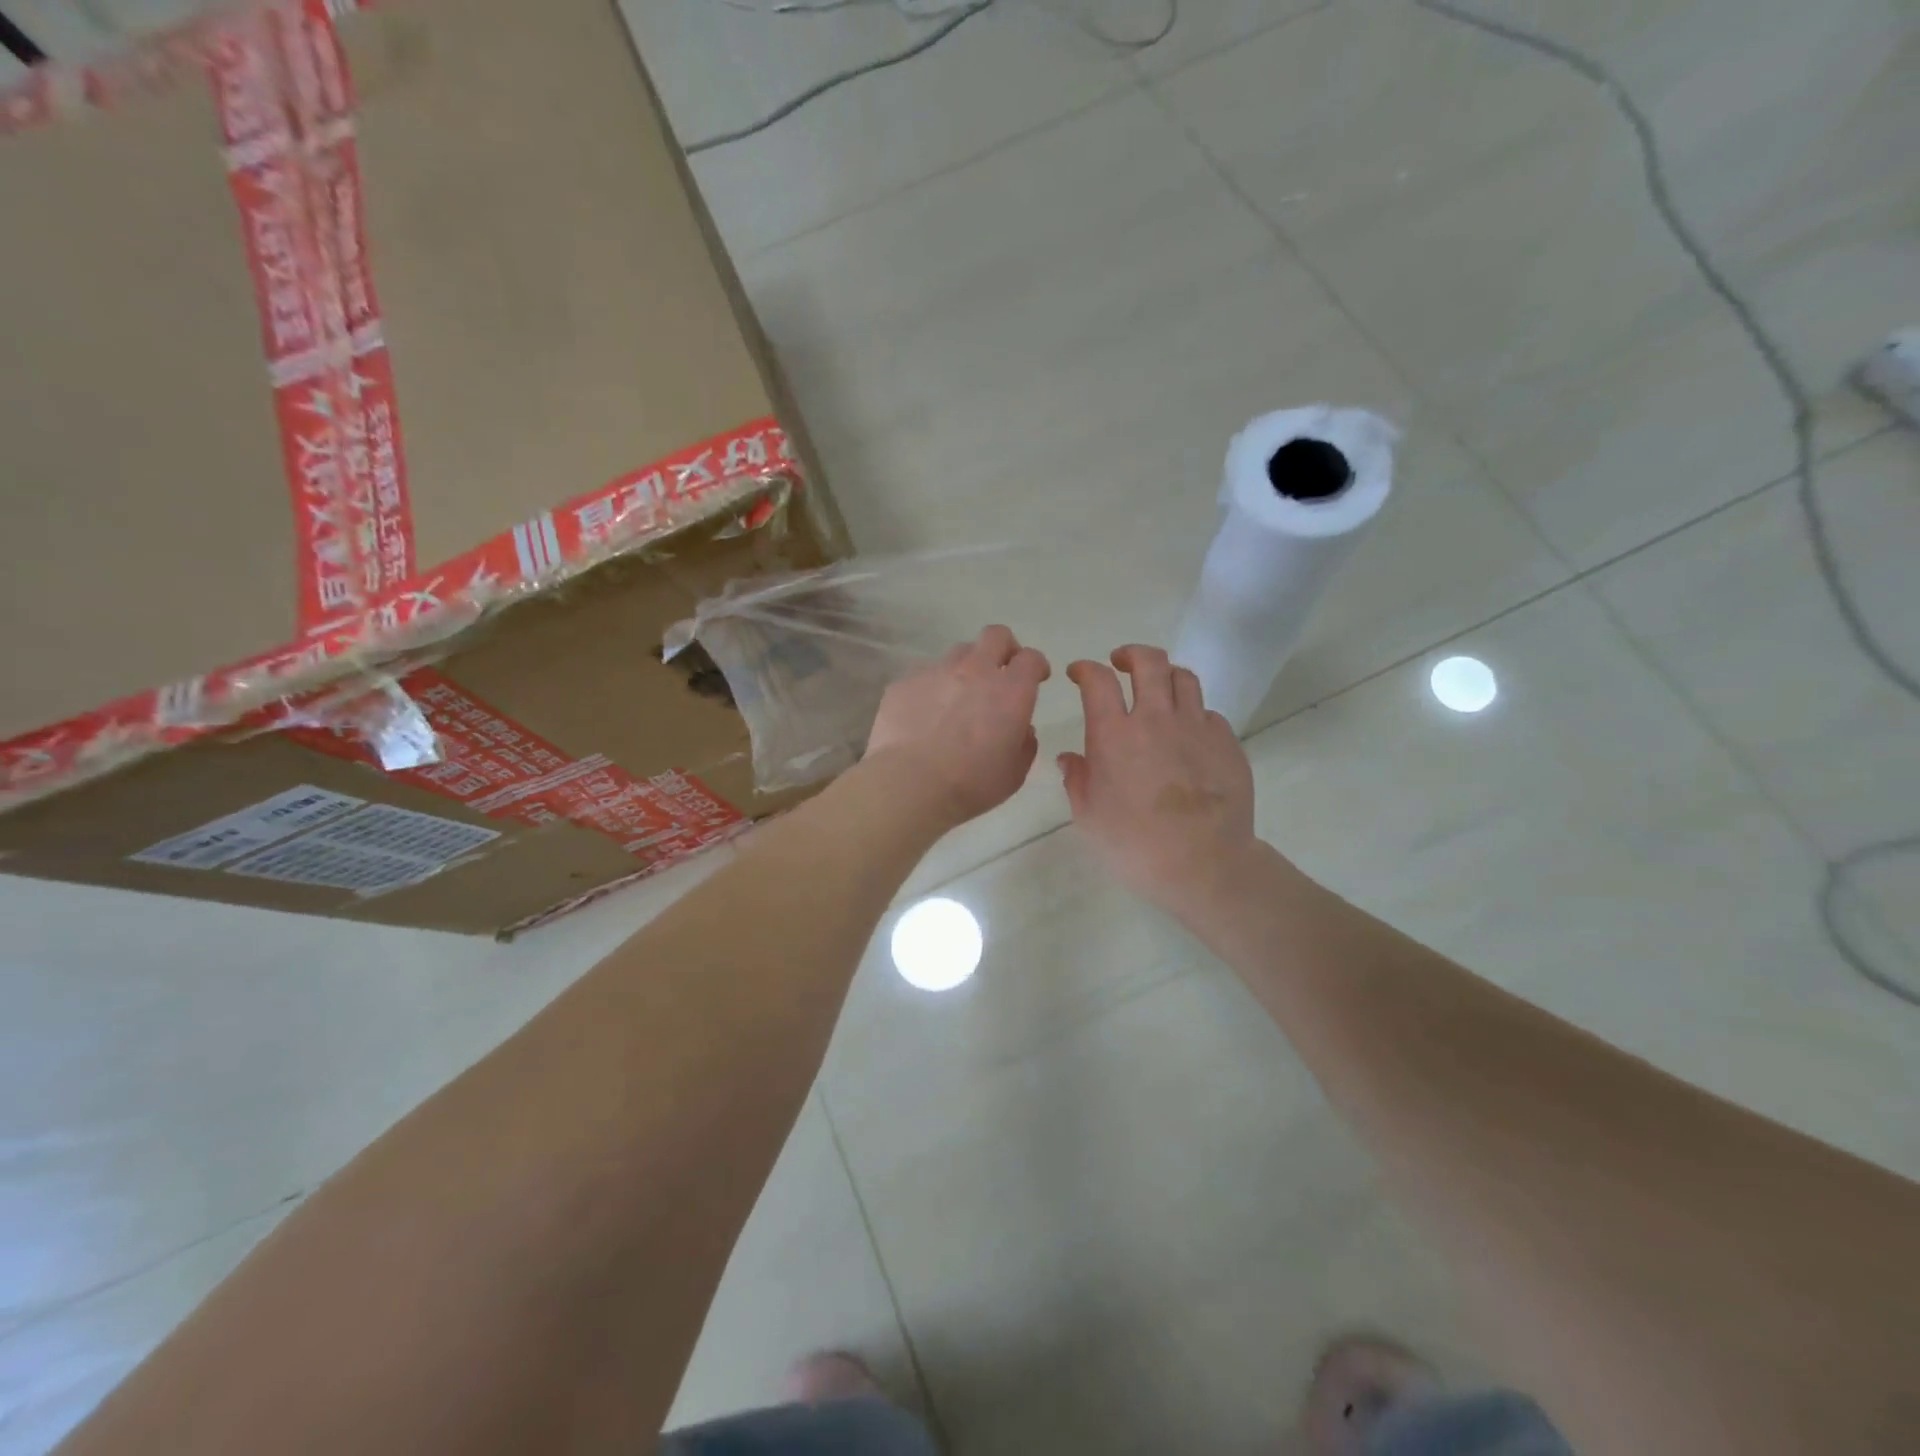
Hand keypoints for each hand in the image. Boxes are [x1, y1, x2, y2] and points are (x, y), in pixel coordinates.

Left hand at [865, 625, 1050, 826]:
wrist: (909, 784)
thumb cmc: (971, 783)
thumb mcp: (1015, 772)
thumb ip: (1025, 744)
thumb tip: (1022, 729)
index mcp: (1010, 691)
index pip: (1031, 658)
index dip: (1036, 665)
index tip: (1037, 677)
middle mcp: (975, 670)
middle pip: (995, 636)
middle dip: (1004, 648)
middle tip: (1001, 672)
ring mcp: (936, 672)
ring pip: (958, 653)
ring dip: (966, 668)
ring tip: (958, 696)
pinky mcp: (904, 682)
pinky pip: (925, 674)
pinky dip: (932, 688)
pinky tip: (925, 714)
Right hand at [1060, 645, 1258, 916]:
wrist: (1205, 864)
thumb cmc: (1134, 846)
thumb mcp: (1088, 818)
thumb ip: (1077, 780)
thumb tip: (1071, 758)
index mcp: (1114, 735)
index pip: (1098, 680)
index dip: (1086, 669)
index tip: (1079, 673)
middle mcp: (1156, 719)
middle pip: (1148, 662)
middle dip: (1131, 654)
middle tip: (1122, 663)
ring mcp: (1196, 727)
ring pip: (1184, 678)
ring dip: (1166, 676)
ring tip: (1158, 690)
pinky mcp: (1227, 743)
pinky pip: (1210, 713)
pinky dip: (1194, 714)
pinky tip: (1188, 734)